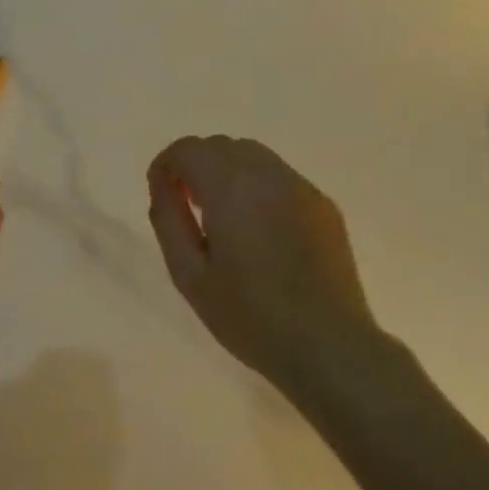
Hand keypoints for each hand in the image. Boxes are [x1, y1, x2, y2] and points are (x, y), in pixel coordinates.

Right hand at [147, 136, 381, 389]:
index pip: (189, 149)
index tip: (162, 193)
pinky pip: (281, 178)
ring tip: (224, 218)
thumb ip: (169, 219)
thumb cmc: (248, 315)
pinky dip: (259, 187)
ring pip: (255, 157)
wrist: (326, 344)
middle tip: (189, 207)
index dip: (166, 165)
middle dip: (197, 165)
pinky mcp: (324, 205)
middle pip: (222, 146)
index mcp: (231, 188)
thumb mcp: (189, 275)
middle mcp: (268, 174)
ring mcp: (302, 187)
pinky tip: (261, 232)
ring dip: (229, 173)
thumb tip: (163, 184)